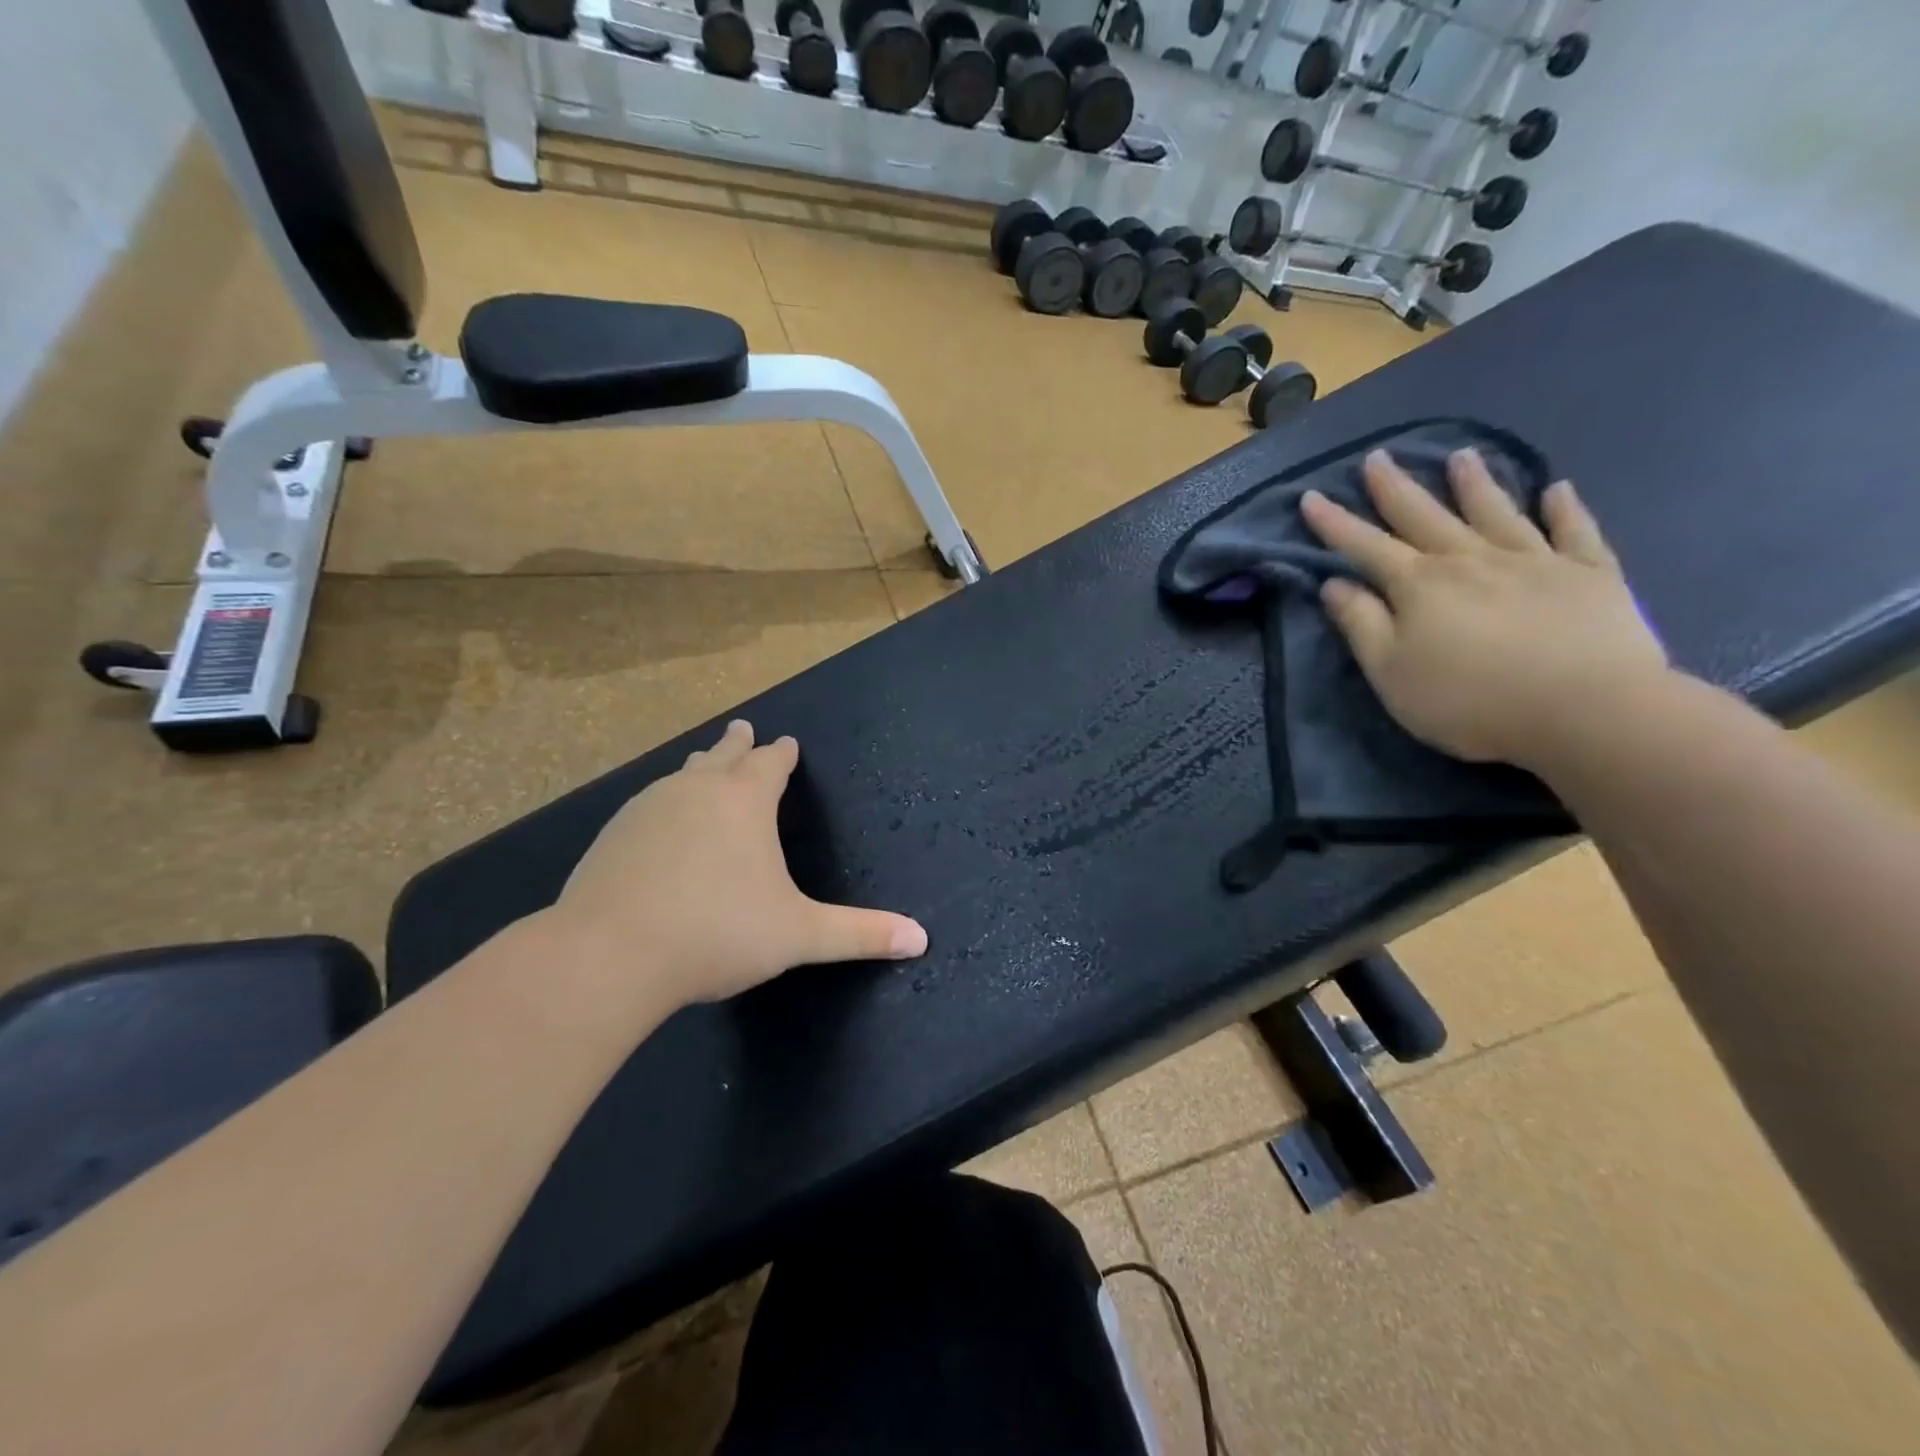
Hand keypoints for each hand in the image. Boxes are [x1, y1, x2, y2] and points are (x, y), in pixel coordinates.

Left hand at [550, 720, 927, 1012]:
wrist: (609, 954)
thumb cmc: (718, 933)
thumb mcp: (798, 935)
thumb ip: (859, 934)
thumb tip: (922, 939)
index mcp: (745, 801)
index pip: (770, 764)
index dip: (782, 754)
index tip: (786, 743)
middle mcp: (696, 790)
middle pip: (722, 755)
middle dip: (737, 743)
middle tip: (743, 729)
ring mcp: (648, 808)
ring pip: (681, 776)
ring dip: (699, 767)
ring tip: (703, 763)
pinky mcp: (613, 834)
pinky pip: (649, 804)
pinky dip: (665, 802)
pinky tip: (659, 820)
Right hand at [1299, 447, 1669, 770]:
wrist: (1587, 710)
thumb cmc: (1470, 700)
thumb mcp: (1392, 672)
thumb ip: (1361, 625)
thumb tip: (1334, 584)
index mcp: (1420, 585)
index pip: (1366, 546)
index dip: (1335, 523)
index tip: (1311, 497)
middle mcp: (1472, 560)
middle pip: (1425, 516)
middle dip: (1396, 488)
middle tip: (1378, 457)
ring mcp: (1535, 561)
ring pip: (1496, 512)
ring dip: (1475, 484)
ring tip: (1460, 456)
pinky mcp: (1591, 574)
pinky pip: (1575, 532)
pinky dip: (1565, 509)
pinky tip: (1558, 489)